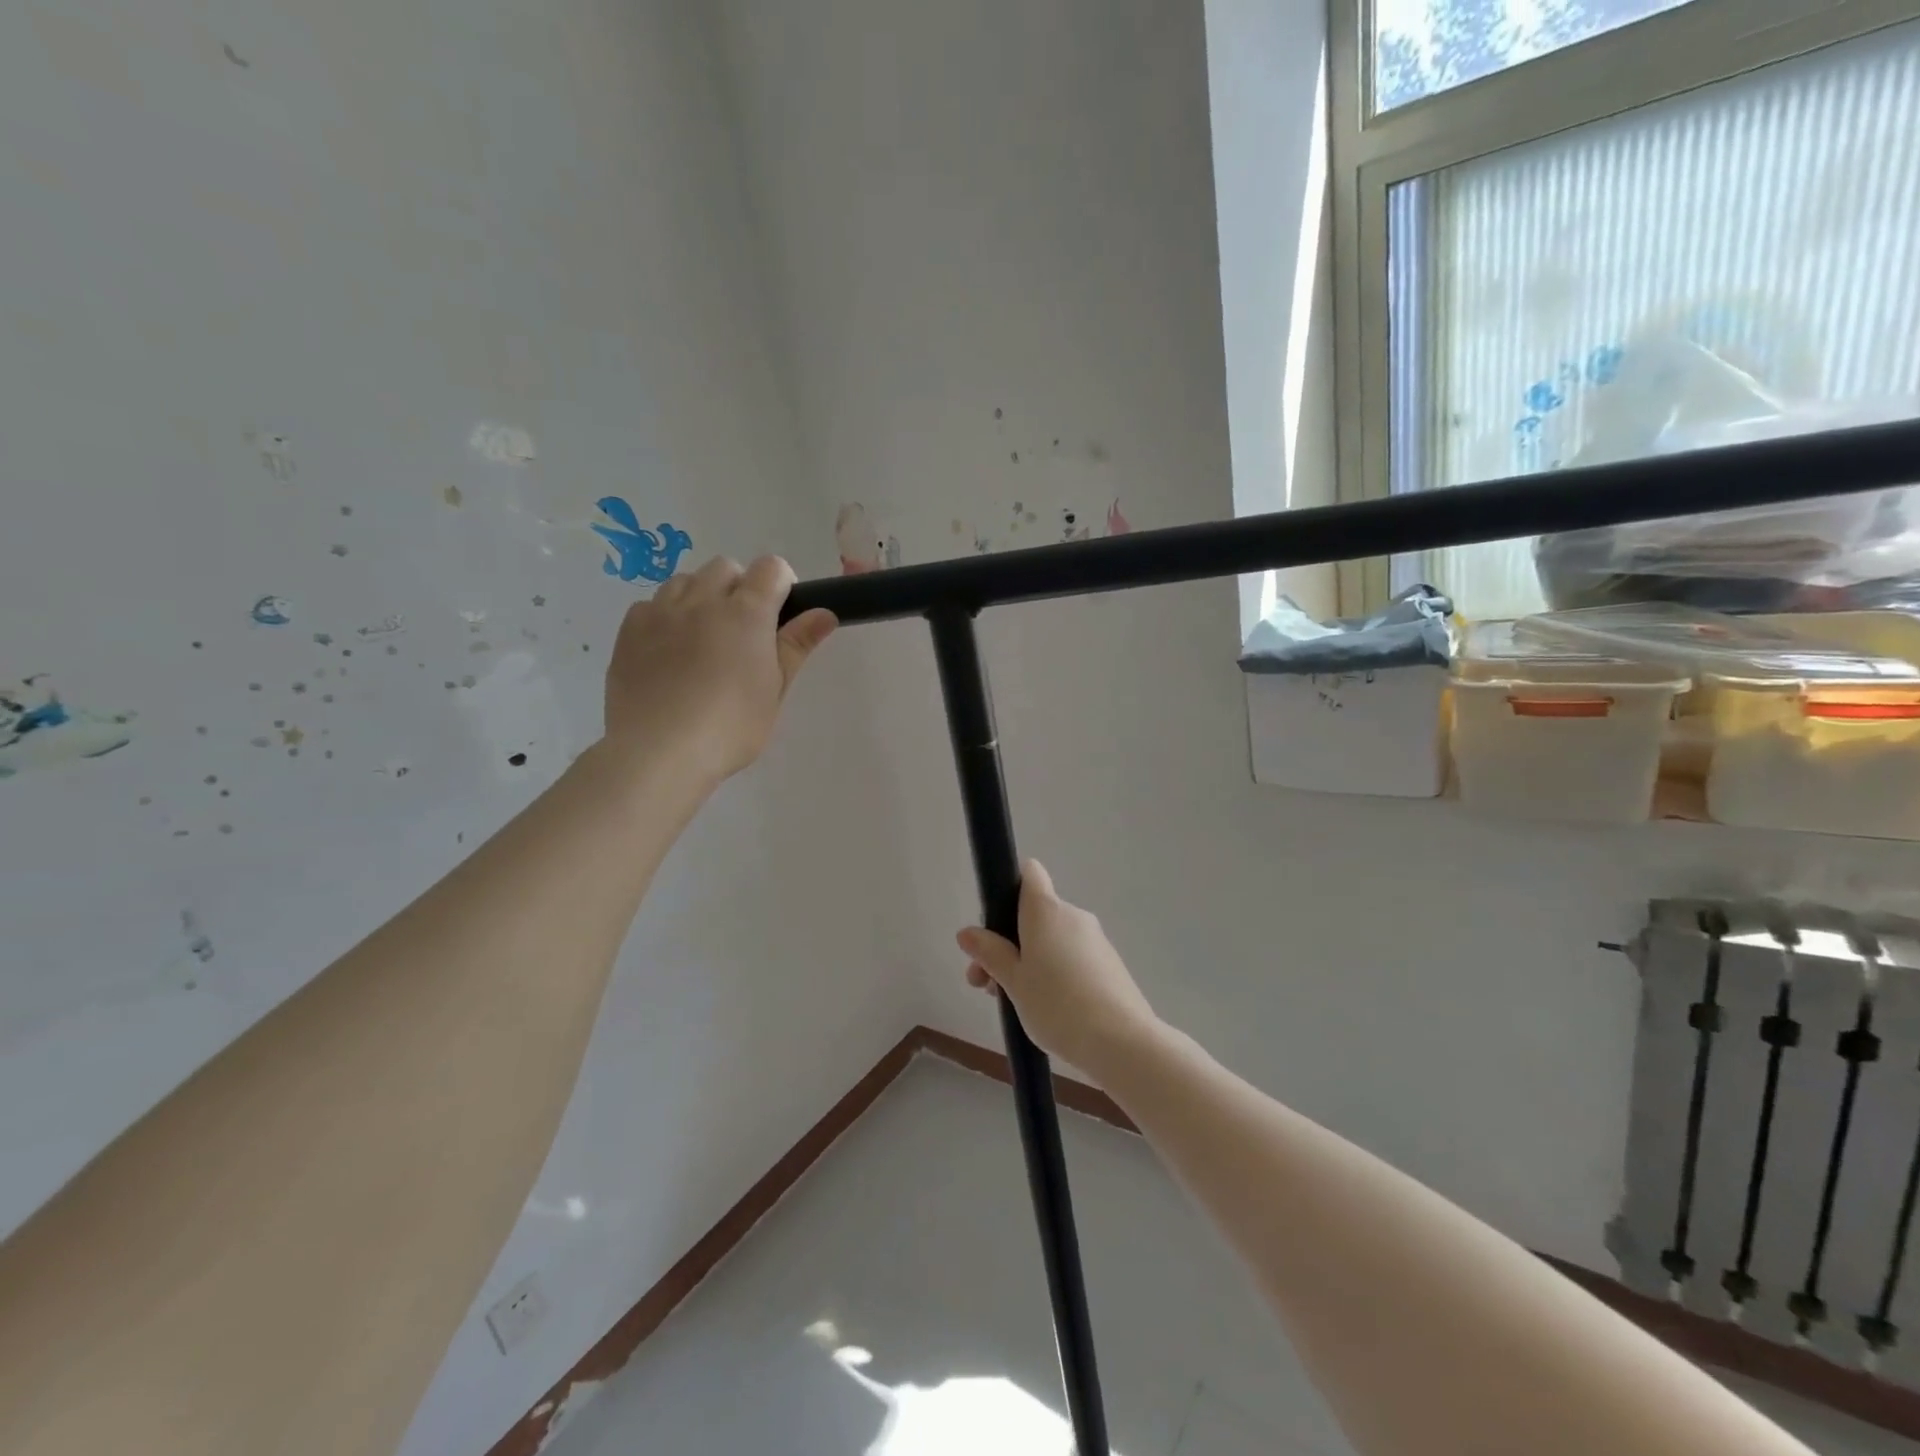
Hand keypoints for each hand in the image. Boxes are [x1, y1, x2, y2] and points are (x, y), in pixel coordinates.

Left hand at [602, 555, 835, 785]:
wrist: (659, 750)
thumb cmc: (731, 726)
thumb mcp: (775, 690)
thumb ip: (796, 646)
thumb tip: (825, 612)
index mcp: (747, 613)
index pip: (771, 568)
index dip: (781, 584)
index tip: (782, 613)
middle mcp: (703, 600)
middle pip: (726, 568)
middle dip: (739, 587)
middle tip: (743, 631)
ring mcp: (662, 611)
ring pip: (686, 580)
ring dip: (701, 596)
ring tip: (703, 638)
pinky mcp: (629, 629)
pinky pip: (651, 604)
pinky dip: (665, 616)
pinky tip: (668, 651)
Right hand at [956, 861, 1158, 1078]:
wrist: (1121, 1042)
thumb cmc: (1057, 1005)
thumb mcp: (1013, 981)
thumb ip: (989, 953)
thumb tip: (967, 932)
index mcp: (1046, 910)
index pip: (1029, 874)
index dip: (1010, 887)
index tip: (994, 922)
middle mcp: (1073, 916)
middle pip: (1034, 915)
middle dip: (1007, 944)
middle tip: (986, 984)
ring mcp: (1095, 940)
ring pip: (1052, 940)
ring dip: (1028, 962)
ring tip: (1012, 1004)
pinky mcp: (1109, 965)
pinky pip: (1072, 957)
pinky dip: (1054, 973)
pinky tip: (1047, 1010)